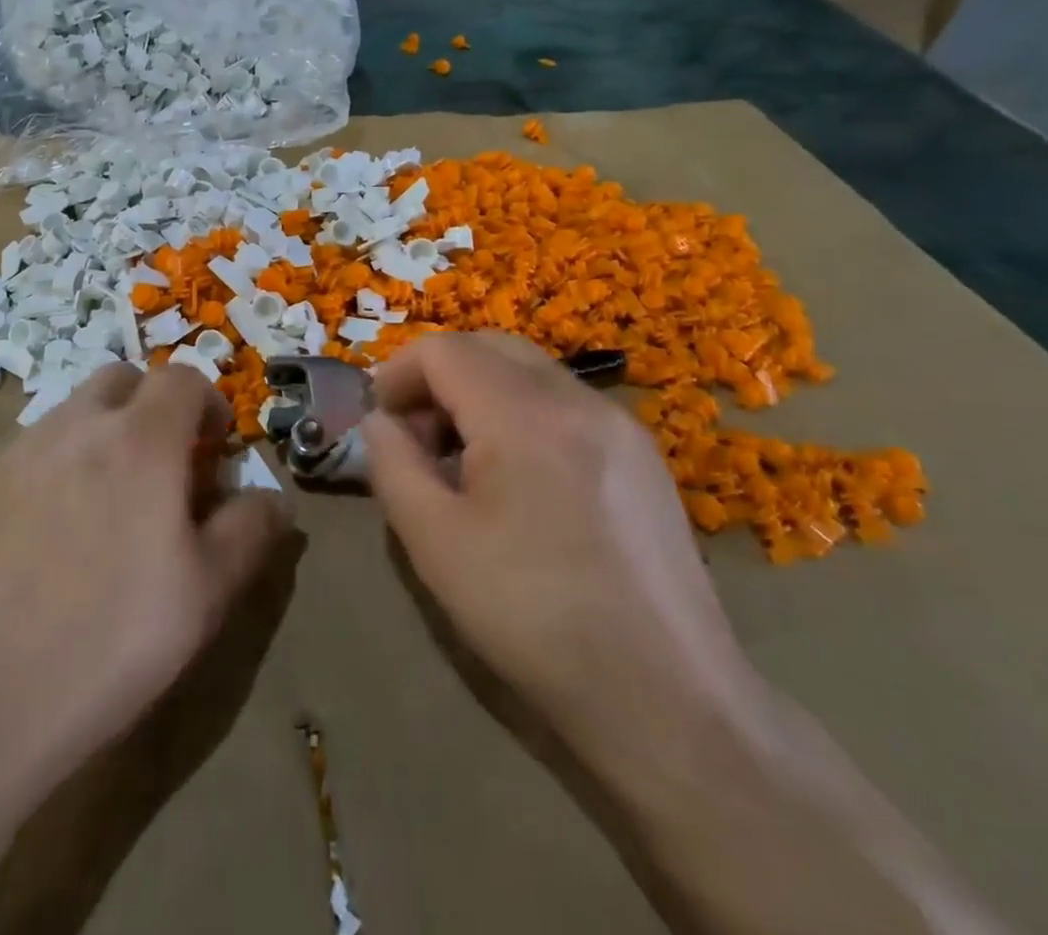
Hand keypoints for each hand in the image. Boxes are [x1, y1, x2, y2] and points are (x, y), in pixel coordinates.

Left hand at [0, 363, 289, 794]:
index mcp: (141, 440)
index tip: (214, 449)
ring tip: (108, 501)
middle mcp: (77, 427)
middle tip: (162, 465)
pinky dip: (58, 465)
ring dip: (103, 433)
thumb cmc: (114, 640)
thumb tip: (274, 499)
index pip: (182, 379)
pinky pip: (32, 451)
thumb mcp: (209, 592)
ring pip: (73, 412)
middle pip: (123, 379)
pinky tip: (53, 533)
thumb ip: (250, 529)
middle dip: (152, 405)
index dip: (208, 404)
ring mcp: (20, 454)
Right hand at [363, 332, 755, 768]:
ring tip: (465, 462)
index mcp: (523, 414)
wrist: (667, 700)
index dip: (399, 373)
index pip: (445, 350)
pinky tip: (521, 481)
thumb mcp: (434, 542)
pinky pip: (566, 404)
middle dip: (440, 376)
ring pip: (531, 372)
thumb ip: (391, 463)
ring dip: (482, 393)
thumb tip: (381, 421)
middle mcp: (577, 399)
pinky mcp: (643, 456)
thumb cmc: (532, 616)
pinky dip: (524, 414)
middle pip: (490, 346)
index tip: (380, 420)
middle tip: (418, 435)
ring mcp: (620, 424)